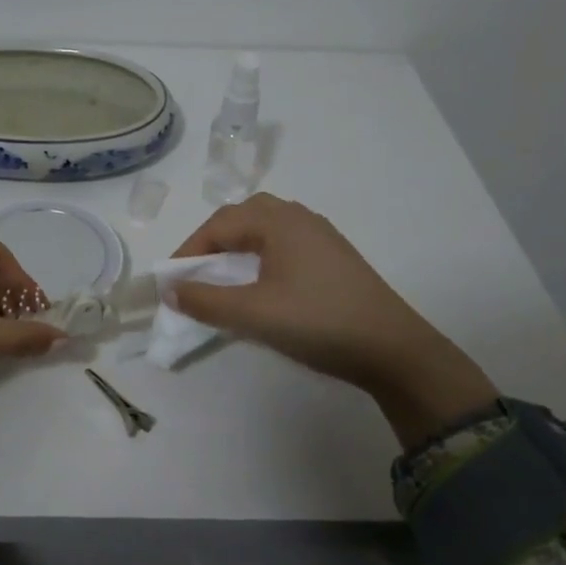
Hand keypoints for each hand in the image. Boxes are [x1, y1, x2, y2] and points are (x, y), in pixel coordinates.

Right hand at [170, 193, 497, 448]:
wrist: (393, 349)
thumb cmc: (318, 322)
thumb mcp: (254, 314)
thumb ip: (206, 301)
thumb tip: (171, 290)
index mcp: (279, 222)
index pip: (220, 224)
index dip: (190, 250)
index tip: (172, 281)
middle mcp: (300, 218)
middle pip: (244, 216)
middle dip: (214, 240)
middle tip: (198, 271)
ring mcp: (321, 237)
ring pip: (267, 228)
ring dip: (239, 246)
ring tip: (225, 277)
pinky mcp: (335, 257)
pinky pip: (286, 243)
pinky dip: (262, 255)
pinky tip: (263, 285)